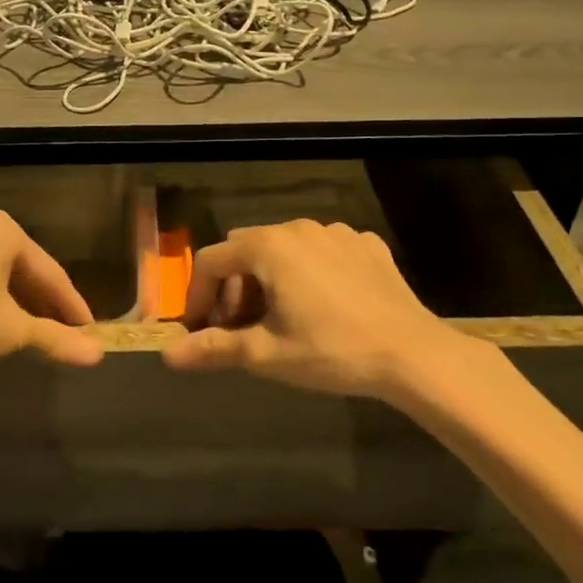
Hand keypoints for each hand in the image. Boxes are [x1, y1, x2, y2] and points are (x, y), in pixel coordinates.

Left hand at [0, 210, 103, 378]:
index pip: (49, 273)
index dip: (71, 305)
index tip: (87, 329)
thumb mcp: (11, 332)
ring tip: (6, 321)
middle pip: (13, 266)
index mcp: (2, 231)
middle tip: (52, 328)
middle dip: (34, 298)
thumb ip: (56, 339)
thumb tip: (98, 354)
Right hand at [162, 219, 507, 401]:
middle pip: (246, 249)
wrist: (413, 354)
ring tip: (281, 317)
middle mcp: (298, 227)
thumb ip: (215, 348)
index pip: (211, 260)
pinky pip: (322, 251)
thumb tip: (168, 354)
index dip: (197, 295)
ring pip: (285, 247)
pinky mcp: (366, 245)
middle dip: (233, 284)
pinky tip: (325, 305)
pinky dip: (310, 272)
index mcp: (268, 246)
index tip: (199, 328)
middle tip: (240, 325)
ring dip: (270, 277)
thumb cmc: (331, 350)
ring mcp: (336, 232)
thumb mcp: (267, 353)